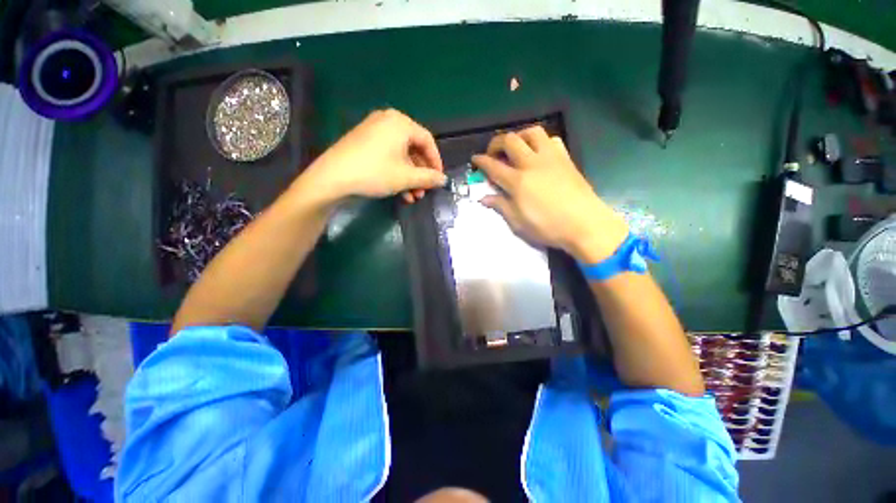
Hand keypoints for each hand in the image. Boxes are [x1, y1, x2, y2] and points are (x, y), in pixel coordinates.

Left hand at [298, 109, 446, 205]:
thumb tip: (444, 180)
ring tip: (413, 197)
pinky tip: (400, 192)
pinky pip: (388, 156)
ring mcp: (374, 130)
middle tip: (424, 191)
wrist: (333, 178)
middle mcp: (388, 121)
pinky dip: (397, 173)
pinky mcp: (364, 142)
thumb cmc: (375, 173)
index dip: (436, 162)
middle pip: (414, 149)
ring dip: (410, 177)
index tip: (439, 179)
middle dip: (421, 174)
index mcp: (400, 123)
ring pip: (401, 155)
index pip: (428, 141)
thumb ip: (429, 178)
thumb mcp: (406, 178)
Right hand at [471, 126, 628, 262]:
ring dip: (519, 136)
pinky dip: (541, 141)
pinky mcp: (565, 158)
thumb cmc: (548, 227)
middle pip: (510, 141)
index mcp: (517, 181)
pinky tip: (538, 153)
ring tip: (516, 148)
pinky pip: (552, 139)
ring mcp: (551, 158)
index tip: (475, 159)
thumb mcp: (518, 222)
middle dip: (496, 143)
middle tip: (493, 153)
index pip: (493, 166)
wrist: (585, 224)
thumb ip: (500, 206)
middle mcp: (532, 163)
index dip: (481, 161)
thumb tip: (483, 198)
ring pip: (532, 132)